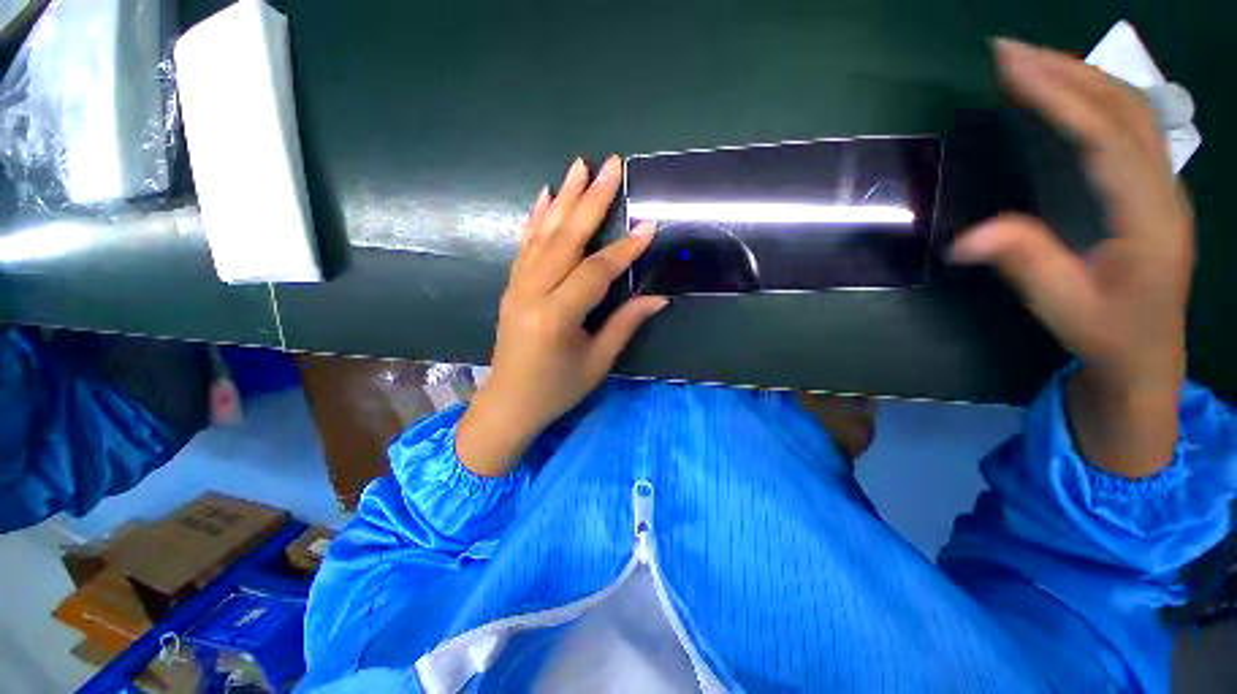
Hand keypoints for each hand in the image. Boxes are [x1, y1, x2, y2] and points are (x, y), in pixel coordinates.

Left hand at [457, 156, 666, 475]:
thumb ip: (625, 324)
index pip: (595, 272)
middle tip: (611, 166)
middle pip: (566, 239)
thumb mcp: (597, 362)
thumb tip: (658, 298)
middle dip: (591, 201)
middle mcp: (532, 293)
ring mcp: (517, 286)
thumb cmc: (557, 389)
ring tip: (580, 166)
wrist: (508, 404)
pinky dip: (536, 218)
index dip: (624, 250)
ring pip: (544, 235)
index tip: (648, 225)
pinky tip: (546, 195)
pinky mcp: (512, 286)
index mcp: (556, 317)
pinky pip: (526, 245)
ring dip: (565, 199)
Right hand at [952, 39, 1192, 476]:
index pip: (1104, 137)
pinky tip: (1069, 91)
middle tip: (1009, 50)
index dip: (1057, 96)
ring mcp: (1164, 185)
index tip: (1009, 67)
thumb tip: (964, 239)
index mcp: (1147, 217)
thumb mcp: (1063, 307)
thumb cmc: (1107, 335)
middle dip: (1066, 71)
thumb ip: (1024, 263)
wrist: (1149, 356)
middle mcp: (1164, 189)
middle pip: (1123, 109)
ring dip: (1082, 76)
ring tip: (1032, 61)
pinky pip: (1131, 125)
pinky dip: (1097, 96)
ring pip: (1132, 110)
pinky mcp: (1153, 187)